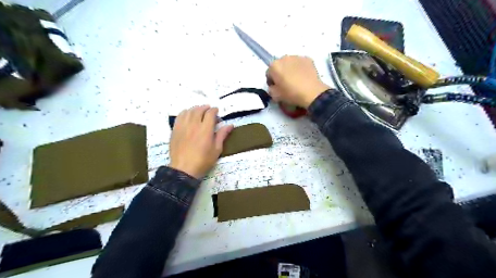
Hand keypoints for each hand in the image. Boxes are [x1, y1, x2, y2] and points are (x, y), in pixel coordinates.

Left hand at [170, 105, 233, 178]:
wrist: (184, 169)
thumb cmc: (203, 161)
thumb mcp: (216, 149)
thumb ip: (222, 135)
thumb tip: (230, 125)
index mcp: (205, 130)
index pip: (210, 113)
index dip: (214, 110)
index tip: (216, 111)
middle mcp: (194, 125)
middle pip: (199, 110)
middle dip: (205, 108)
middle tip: (209, 110)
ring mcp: (183, 126)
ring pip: (189, 111)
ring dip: (195, 109)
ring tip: (199, 111)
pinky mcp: (175, 130)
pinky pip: (180, 116)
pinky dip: (185, 113)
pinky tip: (188, 115)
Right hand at [265, 56, 329, 108]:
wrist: (312, 93)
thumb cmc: (291, 94)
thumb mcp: (275, 96)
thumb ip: (270, 89)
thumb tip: (273, 87)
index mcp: (274, 66)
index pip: (268, 73)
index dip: (272, 82)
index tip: (276, 88)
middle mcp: (284, 58)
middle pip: (279, 66)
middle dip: (281, 74)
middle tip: (286, 84)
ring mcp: (297, 57)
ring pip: (290, 64)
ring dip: (290, 70)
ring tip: (296, 81)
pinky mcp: (308, 59)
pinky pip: (300, 64)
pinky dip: (300, 69)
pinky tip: (303, 78)